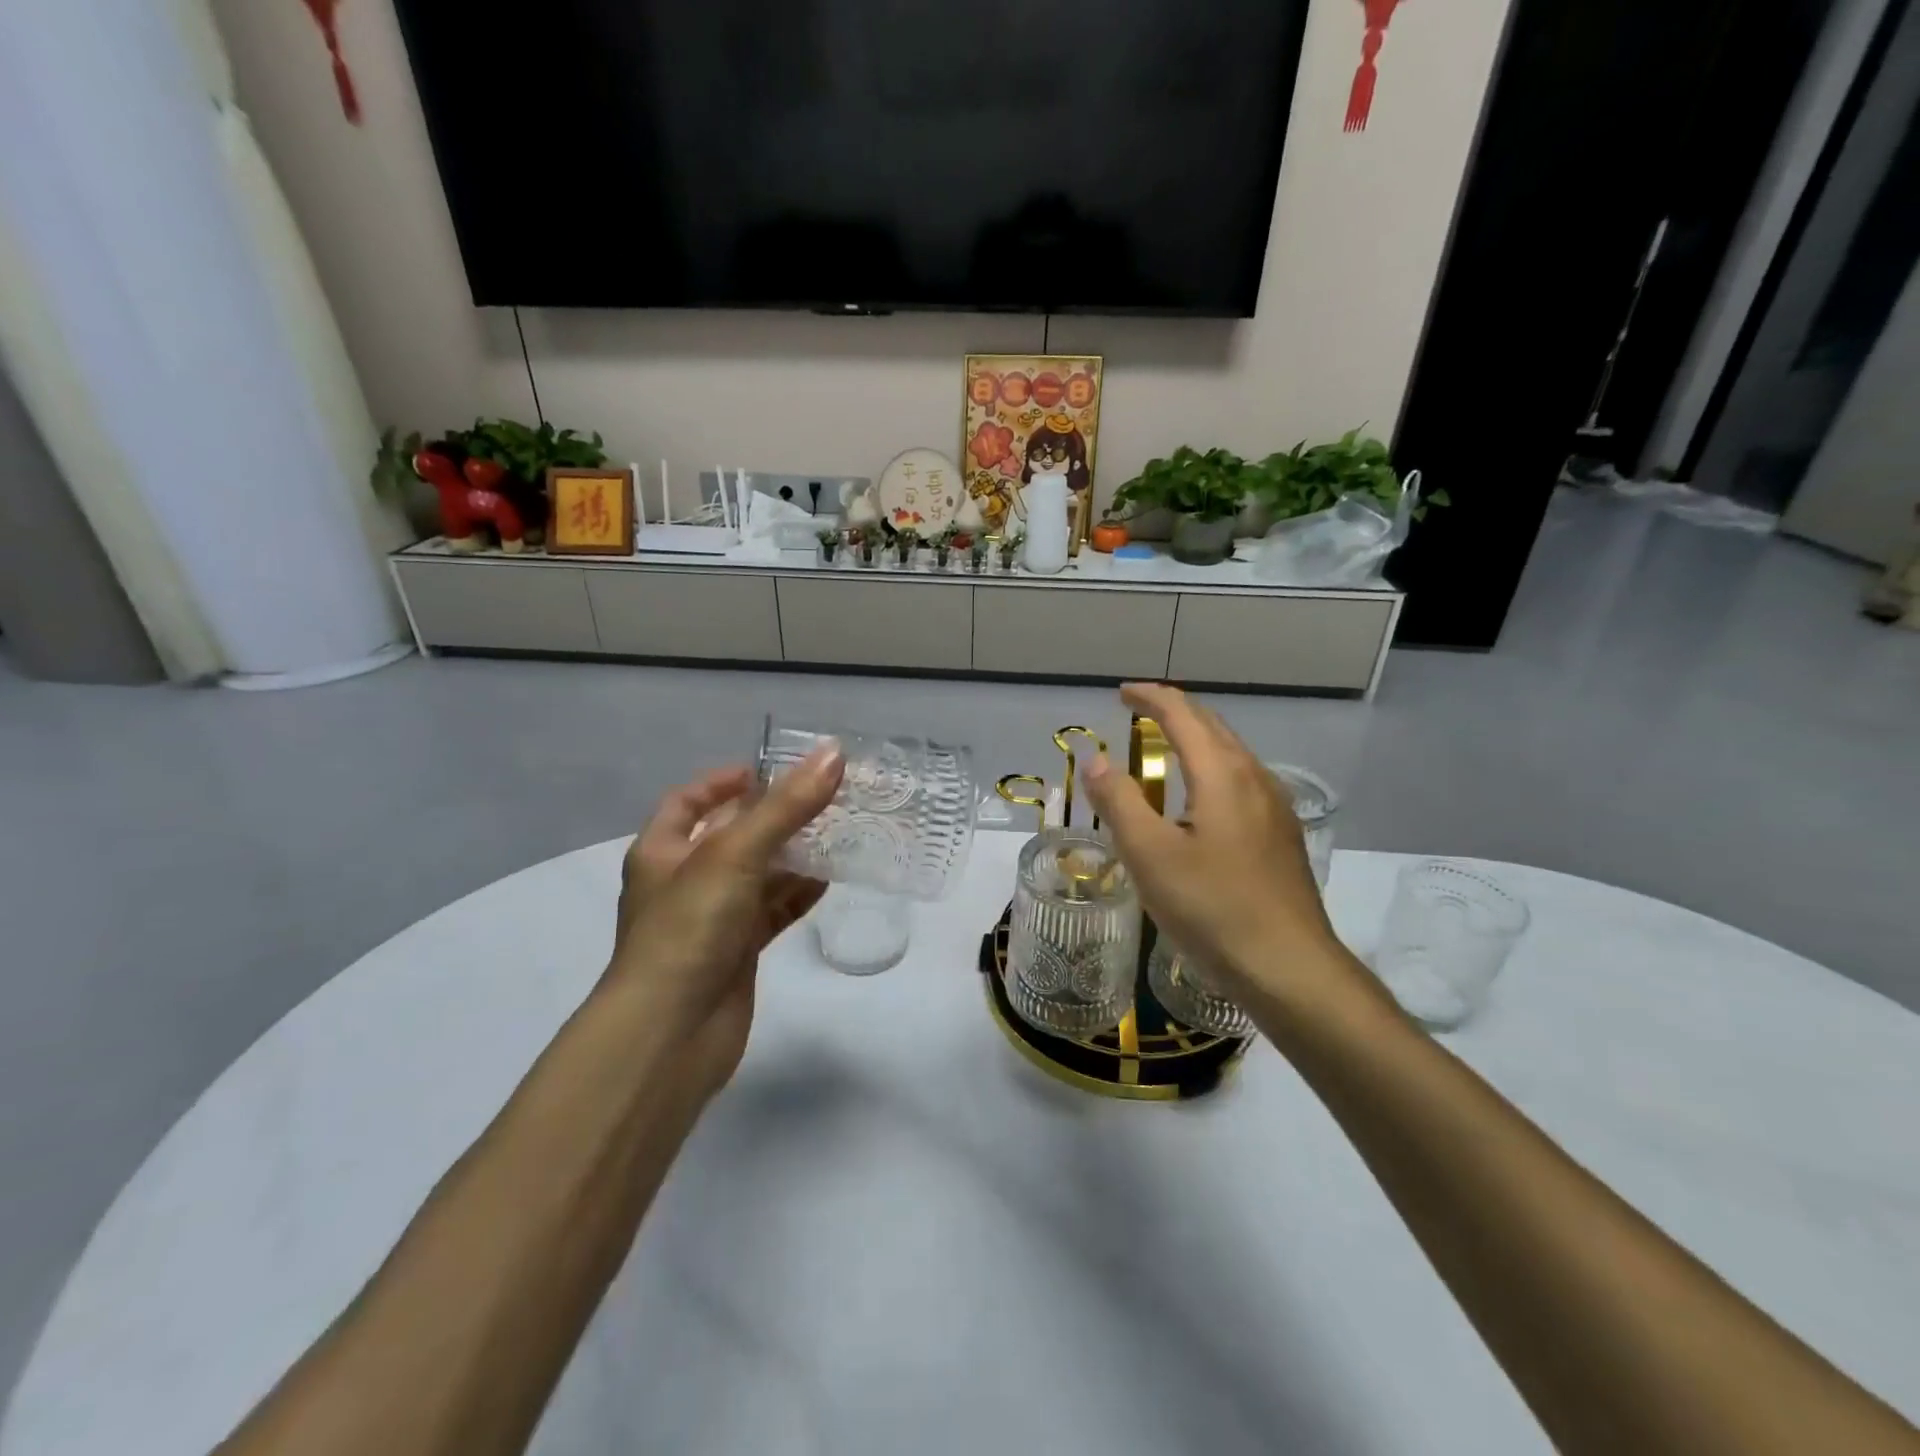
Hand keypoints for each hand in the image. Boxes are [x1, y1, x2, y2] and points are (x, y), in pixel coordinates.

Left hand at [606, 748, 844, 1098]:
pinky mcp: (738, 952)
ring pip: (758, 875)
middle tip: (823, 796)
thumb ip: (786, 806)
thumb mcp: (734, 854)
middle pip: (732, 835)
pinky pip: (772, 911)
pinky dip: (798, 895)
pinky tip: (832, 879)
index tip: (767, 770)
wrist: (671, 1034)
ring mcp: (712, 919)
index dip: (723, 781)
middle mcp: (684, 881)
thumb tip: (834, 754)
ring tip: (840, 831)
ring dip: (793, 855)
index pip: (689, 802)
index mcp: (662, 851)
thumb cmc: (689, 929)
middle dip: (773, 816)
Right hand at [1084, 684, 1365, 1016]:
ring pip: (1231, 753)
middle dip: (1173, 712)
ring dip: (1195, 739)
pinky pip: (1241, 781)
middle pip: (1212, 726)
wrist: (1290, 968)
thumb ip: (1119, 801)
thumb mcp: (1150, 855)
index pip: (1183, 714)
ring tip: (1162, 751)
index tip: (1120, 694)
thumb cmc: (1212, 908)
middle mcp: (1254, 778)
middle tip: (1137, 714)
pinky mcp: (1281, 835)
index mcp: (1222, 774)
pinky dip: (1211, 768)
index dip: (1149, 698)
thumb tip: (1095, 758)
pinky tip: (1199, 801)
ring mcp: (1275, 807)